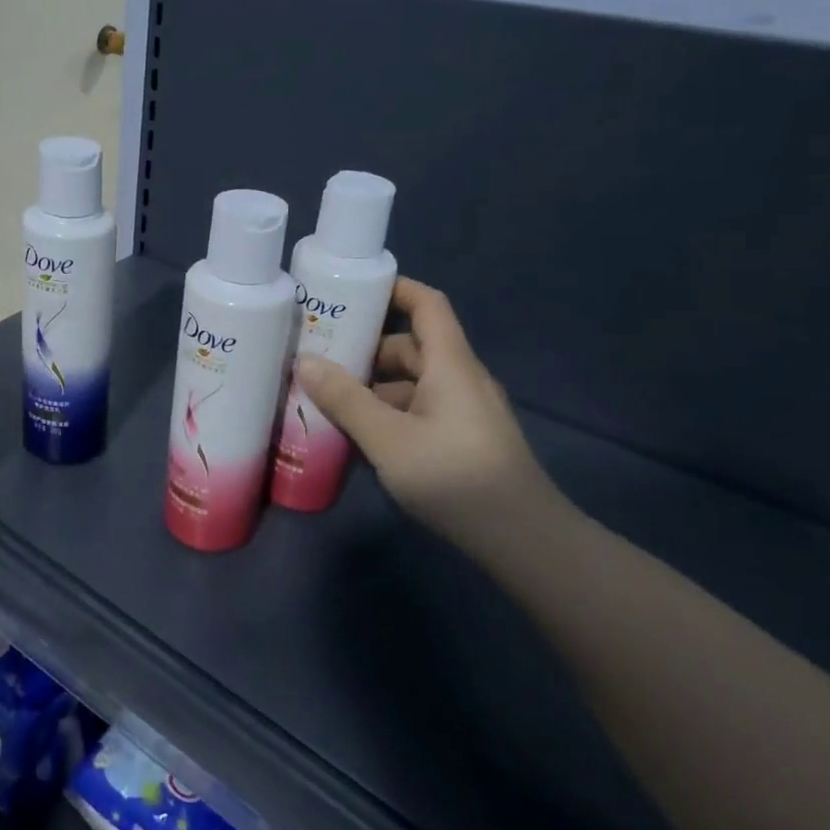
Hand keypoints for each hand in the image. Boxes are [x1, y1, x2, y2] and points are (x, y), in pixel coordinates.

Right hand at [296, 279, 559, 537]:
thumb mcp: (388, 440)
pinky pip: (420, 410)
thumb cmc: (455, 478)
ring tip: (329, 403)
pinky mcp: (464, 440)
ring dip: (374, 388)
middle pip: (412, 346)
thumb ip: (345, 400)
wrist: (524, 540)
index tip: (352, 291)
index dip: (395, 289)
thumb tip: (305, 361)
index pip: (427, 305)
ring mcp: (465, 412)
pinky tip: (361, 439)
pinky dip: (389, 414)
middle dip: (367, 349)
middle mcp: (460, 379)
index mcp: (450, 365)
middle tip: (321, 359)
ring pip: (413, 383)